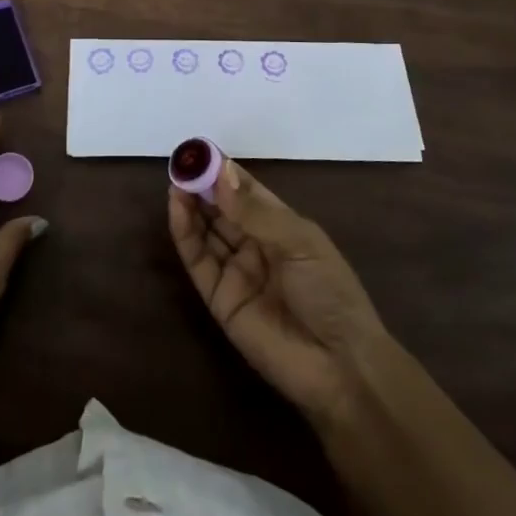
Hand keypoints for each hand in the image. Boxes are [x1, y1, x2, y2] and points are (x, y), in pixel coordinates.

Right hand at [169, 158, 386, 426]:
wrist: (338, 365)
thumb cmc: (330, 292)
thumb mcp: (299, 242)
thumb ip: (255, 211)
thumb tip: (220, 173)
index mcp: (282, 227)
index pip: (246, 191)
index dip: (224, 171)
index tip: (201, 150)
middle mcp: (256, 245)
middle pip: (222, 208)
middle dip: (202, 185)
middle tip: (182, 163)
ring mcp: (236, 271)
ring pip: (206, 230)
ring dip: (190, 205)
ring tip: (176, 180)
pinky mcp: (218, 298)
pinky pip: (198, 260)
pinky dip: (185, 233)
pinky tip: (177, 208)